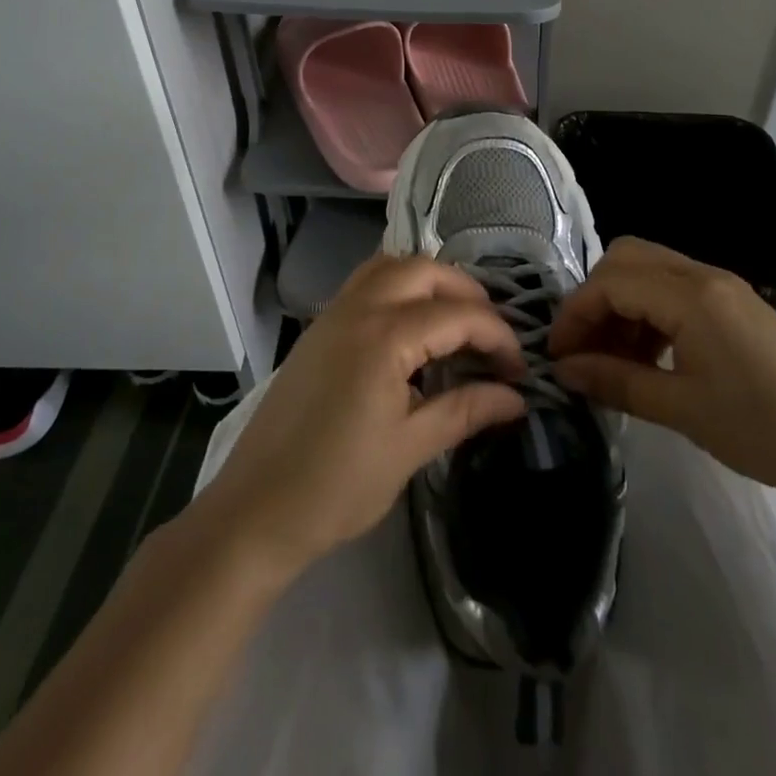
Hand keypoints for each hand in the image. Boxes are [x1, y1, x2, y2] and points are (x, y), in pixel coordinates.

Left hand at [195, 255, 526, 582]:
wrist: (256, 509)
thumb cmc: (337, 485)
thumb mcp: (410, 448)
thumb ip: (465, 410)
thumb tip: (515, 398)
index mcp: (384, 336)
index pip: (458, 315)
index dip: (497, 337)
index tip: (519, 371)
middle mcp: (359, 307)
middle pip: (425, 270)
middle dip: (467, 293)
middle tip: (491, 335)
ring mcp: (333, 312)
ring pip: (391, 266)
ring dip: (429, 281)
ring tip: (455, 321)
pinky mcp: (319, 327)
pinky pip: (366, 282)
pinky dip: (398, 286)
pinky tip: (412, 327)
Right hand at [548, 237, 775, 498]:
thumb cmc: (765, 428)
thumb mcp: (683, 409)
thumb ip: (618, 382)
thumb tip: (565, 371)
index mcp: (690, 295)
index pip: (611, 282)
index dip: (576, 314)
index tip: (557, 356)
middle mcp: (702, 275)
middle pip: (627, 258)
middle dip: (595, 298)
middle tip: (584, 348)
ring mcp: (721, 286)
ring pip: (649, 270)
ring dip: (621, 304)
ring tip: (613, 360)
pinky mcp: (734, 303)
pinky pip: (674, 288)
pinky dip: (648, 311)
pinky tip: (649, 357)